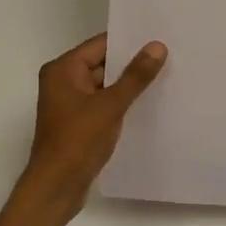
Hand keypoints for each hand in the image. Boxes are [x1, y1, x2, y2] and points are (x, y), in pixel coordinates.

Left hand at [0, 32, 167, 225]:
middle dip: (132, 64)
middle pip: (102, 64)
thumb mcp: (110, 105)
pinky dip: (121, 103)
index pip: (100, 45)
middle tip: (169, 57)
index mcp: (63, 69)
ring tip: (165, 78)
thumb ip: (135, 76)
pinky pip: (102, 104)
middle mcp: (62, 81)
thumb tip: (157, 46)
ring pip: (104, 86)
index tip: (159, 38)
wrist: (56, 187)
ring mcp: (69, 104)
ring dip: (128, 86)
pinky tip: (147, 105)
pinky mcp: (78, 123)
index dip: (129, 41)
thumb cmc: (78, 141)